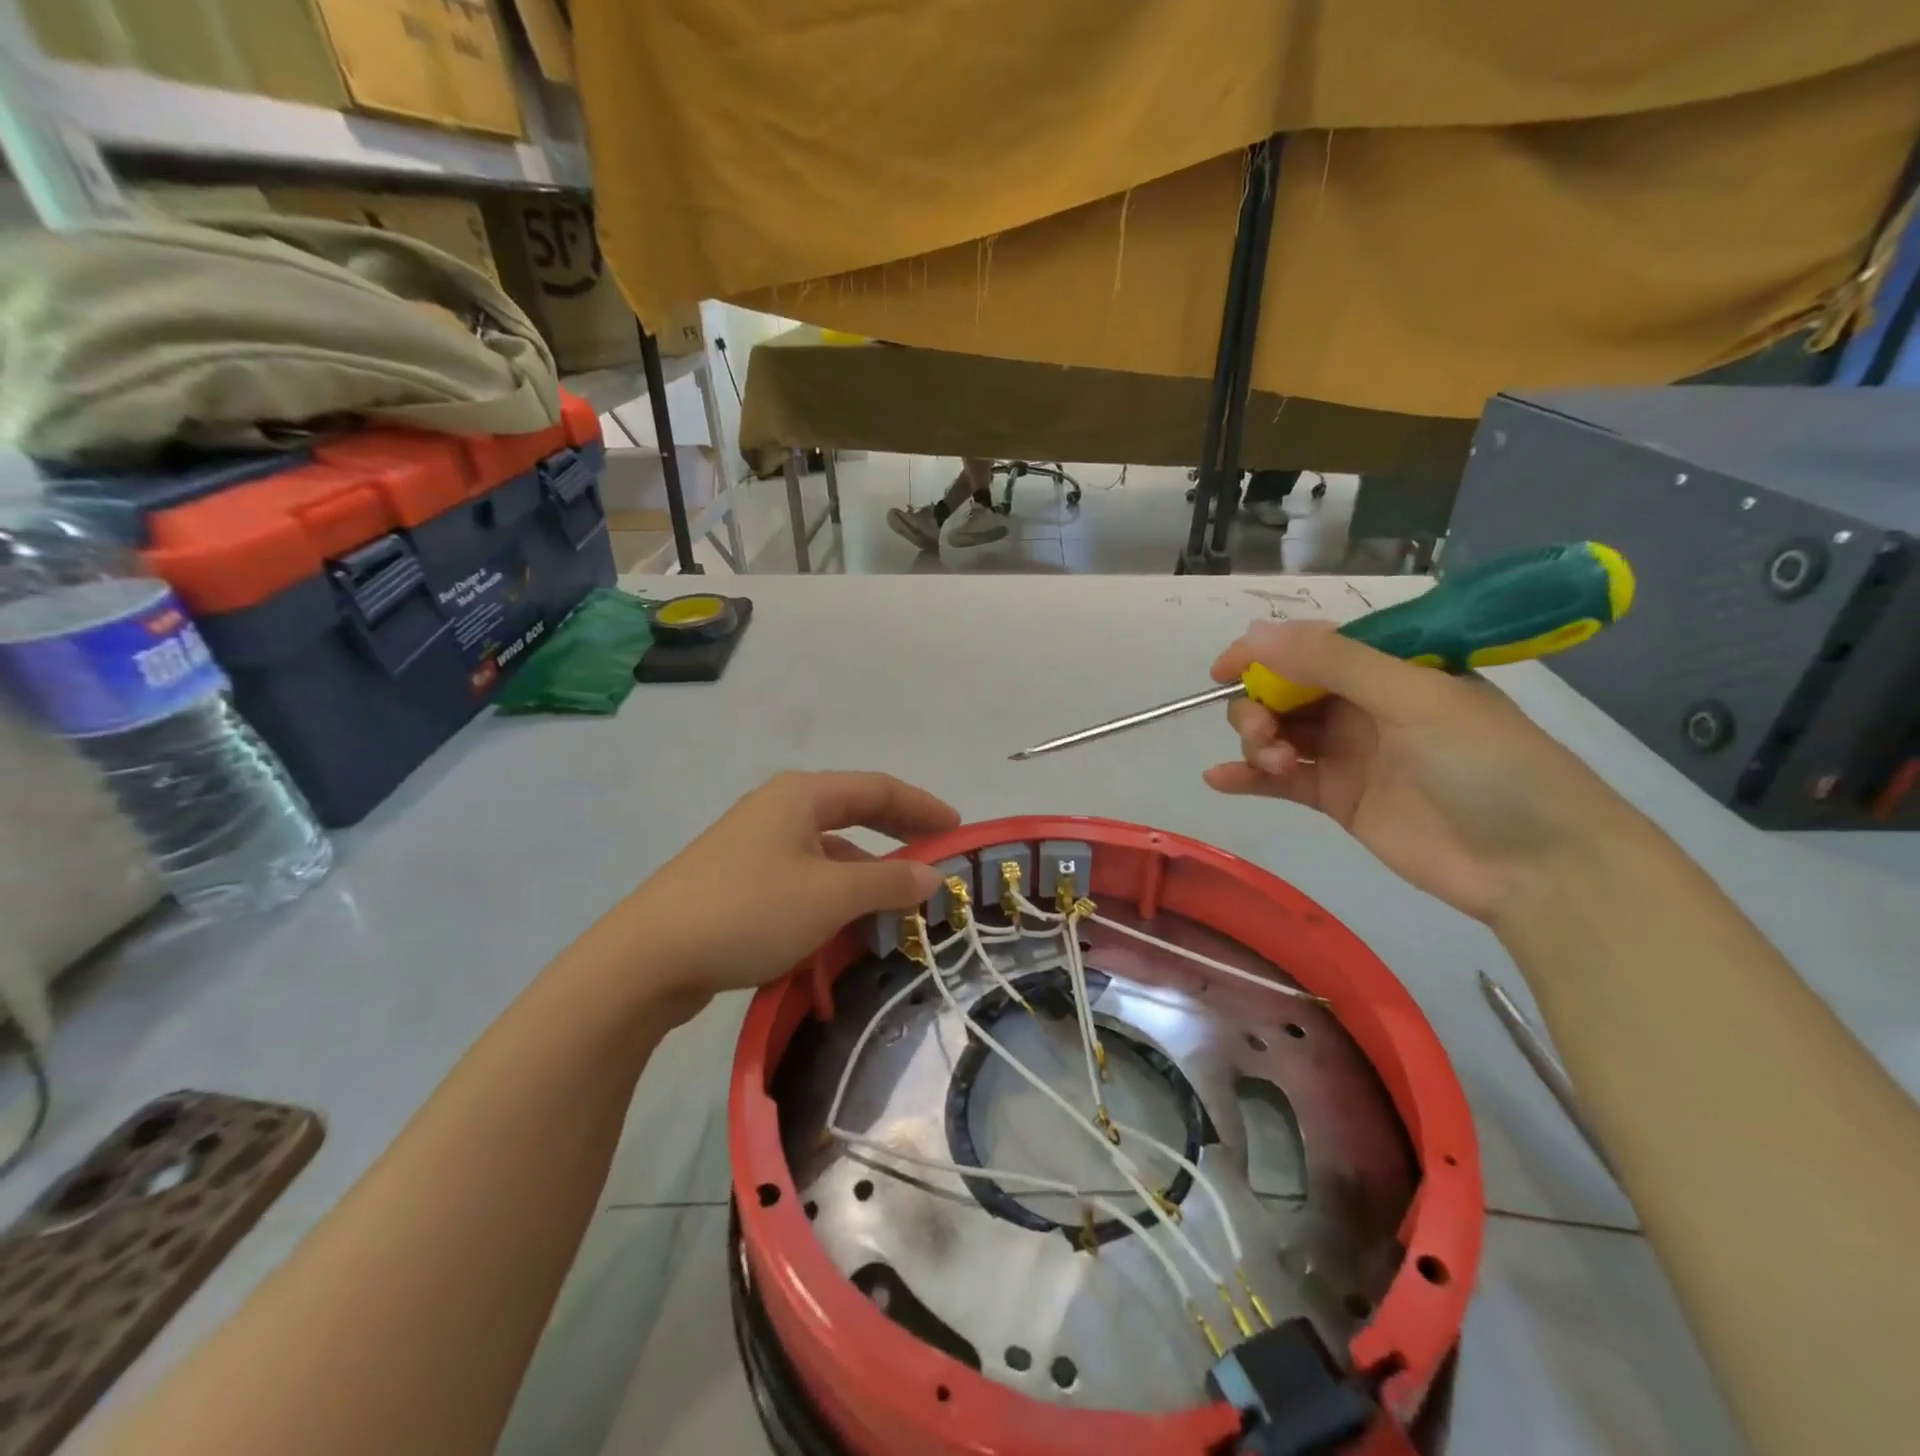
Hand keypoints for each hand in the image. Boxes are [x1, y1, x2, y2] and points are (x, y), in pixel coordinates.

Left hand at [599, 771, 959, 1006]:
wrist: (647, 959)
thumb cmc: (750, 911)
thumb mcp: (831, 896)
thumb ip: (888, 882)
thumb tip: (934, 875)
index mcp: (801, 796)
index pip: (877, 788)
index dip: (922, 806)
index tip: (957, 830)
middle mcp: (777, 810)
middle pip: (852, 815)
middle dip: (896, 837)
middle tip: (935, 860)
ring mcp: (752, 847)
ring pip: (826, 854)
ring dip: (864, 875)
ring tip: (895, 908)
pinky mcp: (736, 884)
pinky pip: (801, 881)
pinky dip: (832, 897)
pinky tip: (843, 930)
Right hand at [1204, 621, 1647, 923]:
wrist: (1535, 864)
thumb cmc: (1486, 764)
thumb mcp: (1414, 698)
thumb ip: (1333, 663)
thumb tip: (1255, 632)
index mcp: (1389, 669)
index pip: (1312, 648)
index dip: (1264, 653)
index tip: (1222, 670)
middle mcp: (1364, 705)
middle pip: (1286, 691)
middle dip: (1259, 704)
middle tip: (1263, 731)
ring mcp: (1348, 753)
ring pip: (1278, 732)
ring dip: (1256, 741)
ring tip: (1268, 762)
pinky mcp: (1338, 799)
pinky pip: (1280, 780)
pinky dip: (1247, 778)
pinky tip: (1220, 781)